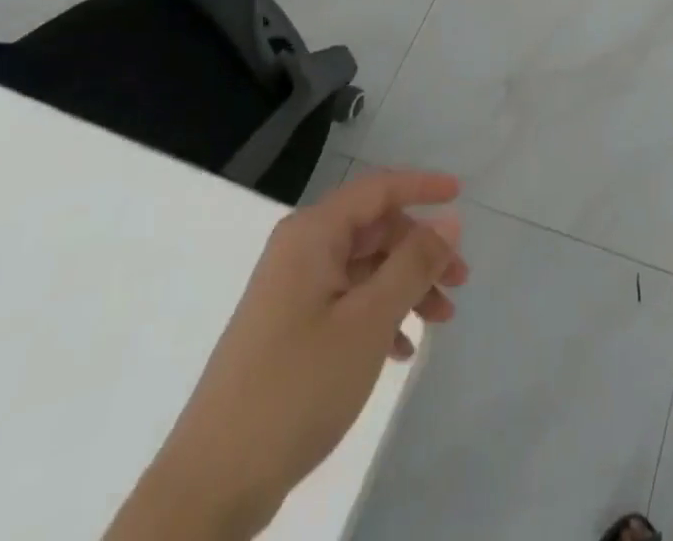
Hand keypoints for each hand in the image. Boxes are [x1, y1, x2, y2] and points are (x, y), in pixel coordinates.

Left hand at [108, 169, 468, 540]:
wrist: (211, 485)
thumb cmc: (297, 387)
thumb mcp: (369, 321)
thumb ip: (414, 263)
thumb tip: (450, 219)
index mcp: (312, 234)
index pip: (377, 189)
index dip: (422, 186)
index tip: (461, 192)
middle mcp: (299, 250)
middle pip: (374, 229)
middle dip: (420, 250)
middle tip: (459, 280)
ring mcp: (290, 291)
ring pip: (363, 268)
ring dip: (405, 286)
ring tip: (439, 321)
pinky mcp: (288, 329)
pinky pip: (346, 301)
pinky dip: (379, 315)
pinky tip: (401, 350)